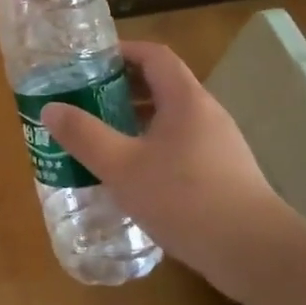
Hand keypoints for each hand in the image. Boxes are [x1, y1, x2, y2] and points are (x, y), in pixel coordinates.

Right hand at [41, 40, 289, 297]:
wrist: (254, 253)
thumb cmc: (185, 199)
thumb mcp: (122, 166)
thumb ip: (85, 136)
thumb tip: (51, 108)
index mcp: (185, 99)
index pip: (153, 55)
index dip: (121, 51)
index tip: (88, 62)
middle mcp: (205, 113)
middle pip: (161, 84)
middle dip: (121, 88)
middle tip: (84, 100)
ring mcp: (218, 144)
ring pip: (170, 118)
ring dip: (135, 120)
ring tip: (100, 136)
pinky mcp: (223, 173)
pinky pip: (180, 144)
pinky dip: (151, 146)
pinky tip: (131, 174)